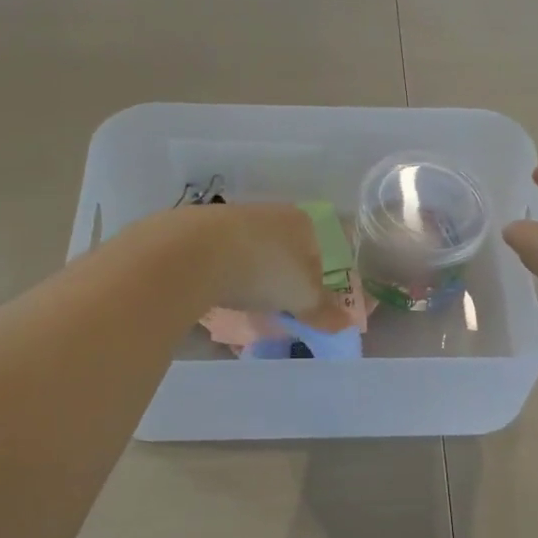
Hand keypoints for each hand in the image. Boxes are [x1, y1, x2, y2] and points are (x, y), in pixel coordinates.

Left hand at [172, 202, 351, 329]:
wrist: (191, 253)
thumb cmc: (264, 270)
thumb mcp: (302, 297)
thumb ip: (324, 311)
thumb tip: (346, 325)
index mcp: (300, 221)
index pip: (319, 249)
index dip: (316, 279)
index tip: (305, 303)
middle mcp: (268, 212)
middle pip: (283, 249)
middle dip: (281, 277)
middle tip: (275, 305)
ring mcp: (229, 217)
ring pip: (249, 251)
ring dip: (249, 275)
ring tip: (243, 302)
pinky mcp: (195, 229)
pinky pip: (217, 256)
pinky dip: (220, 274)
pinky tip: (214, 292)